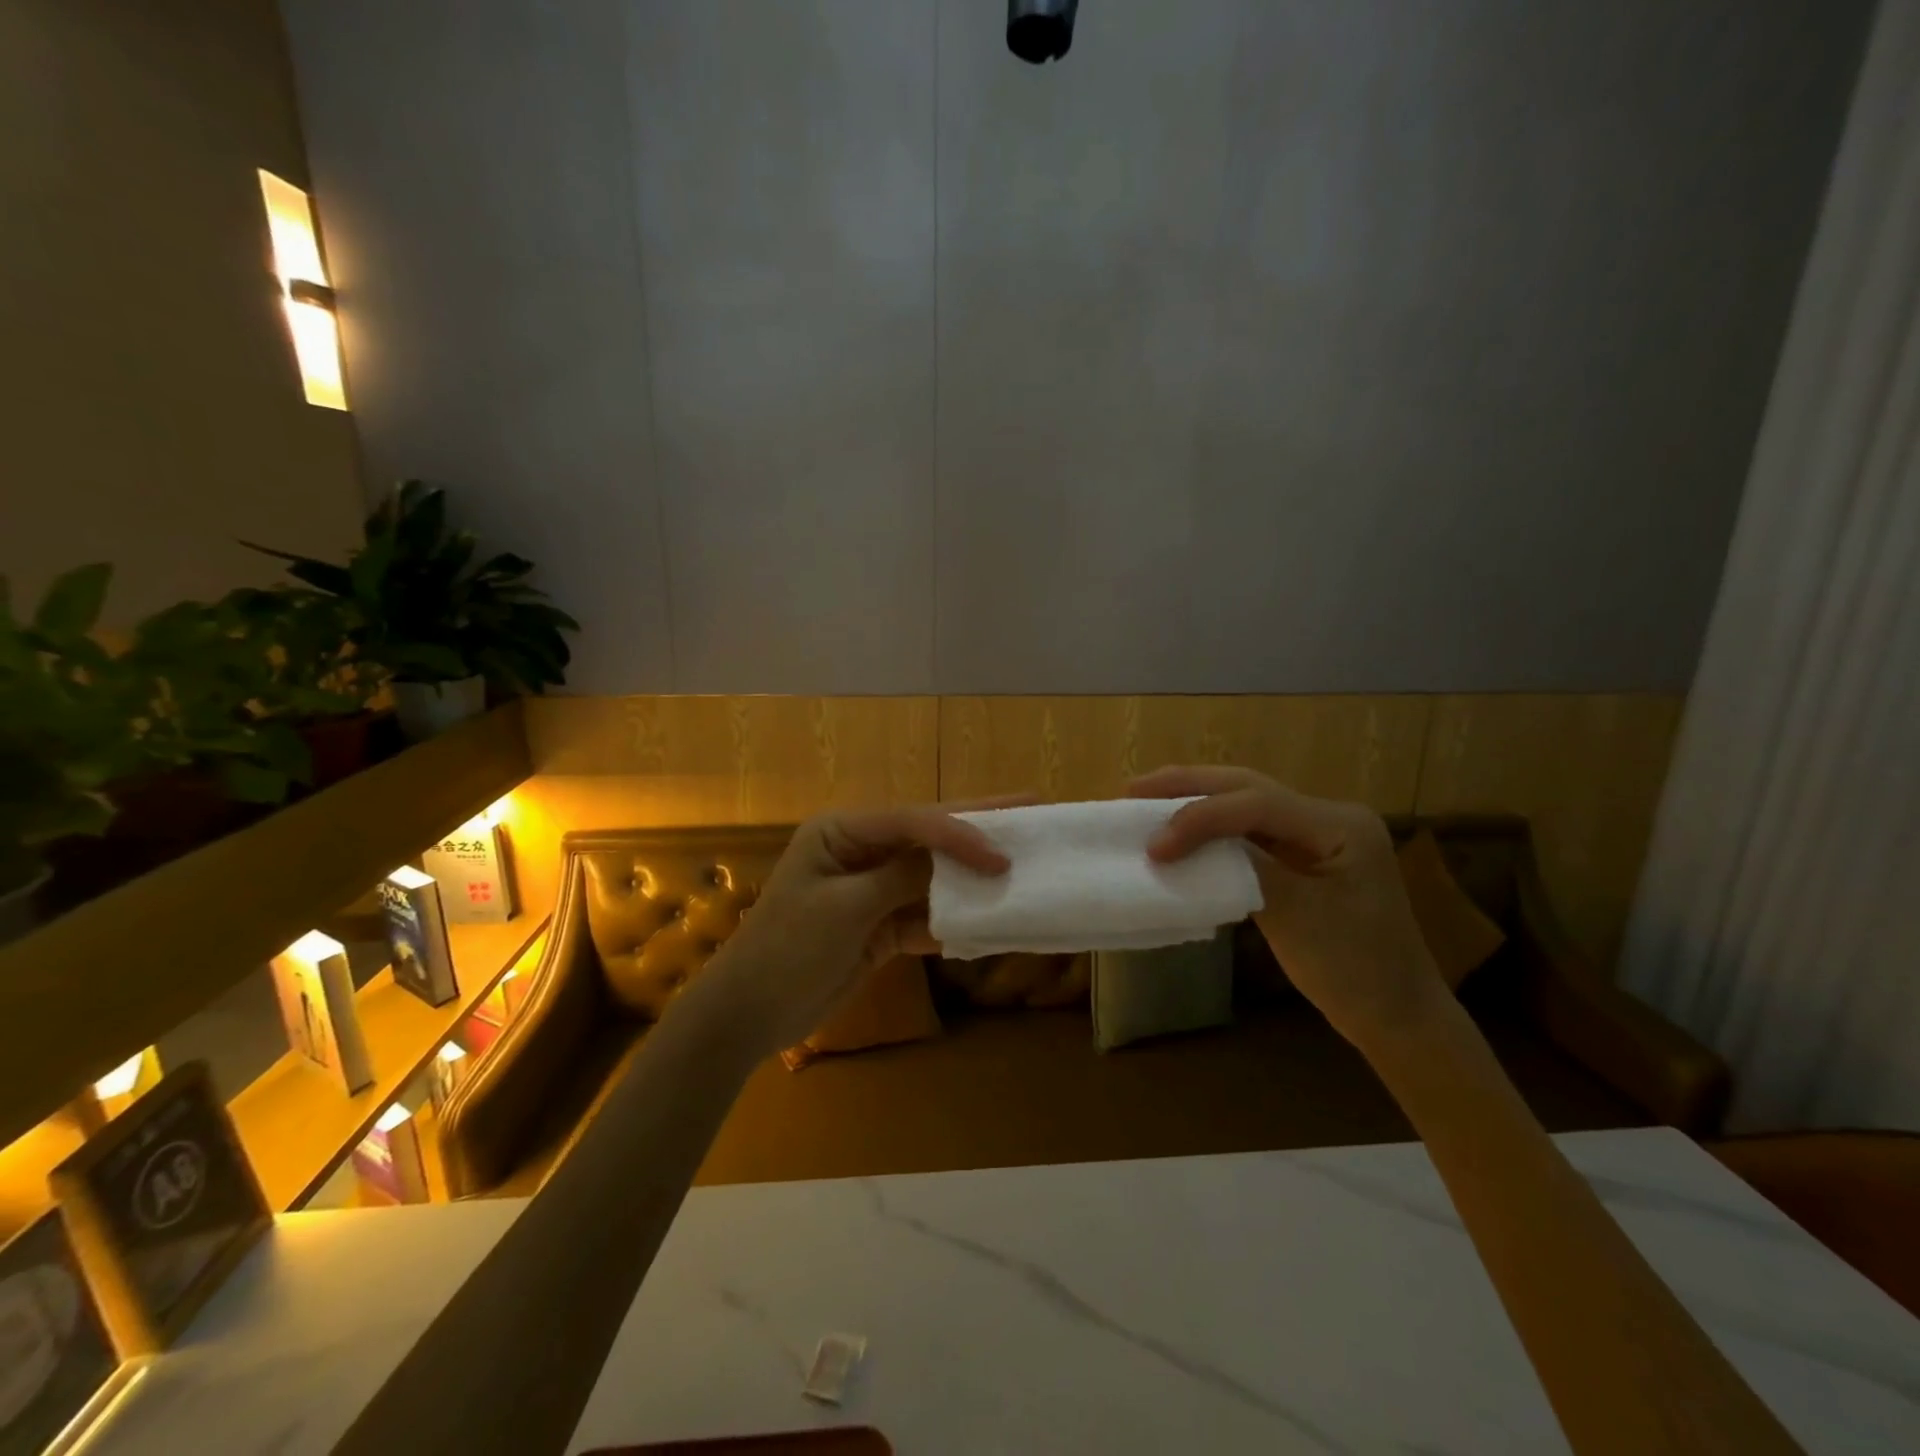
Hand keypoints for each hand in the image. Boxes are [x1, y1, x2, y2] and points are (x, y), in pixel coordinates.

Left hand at [676, 800, 1018, 1058]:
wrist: (748, 1015)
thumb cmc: (787, 949)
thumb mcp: (845, 907)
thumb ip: (902, 877)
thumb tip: (956, 858)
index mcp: (843, 831)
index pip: (914, 821)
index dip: (961, 833)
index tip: (1003, 855)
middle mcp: (861, 851)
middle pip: (927, 837)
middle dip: (977, 829)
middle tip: (1032, 809)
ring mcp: (872, 890)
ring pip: (931, 876)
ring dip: (970, 878)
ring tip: (1021, 866)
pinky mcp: (879, 927)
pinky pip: (924, 915)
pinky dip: (952, 921)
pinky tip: (988, 921)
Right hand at [1131, 766, 1449, 1054]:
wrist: (1397, 1016)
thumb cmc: (1354, 971)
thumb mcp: (1295, 917)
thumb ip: (1244, 867)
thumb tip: (1187, 842)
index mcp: (1339, 825)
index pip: (1256, 803)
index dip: (1198, 817)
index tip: (1154, 846)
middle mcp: (1329, 817)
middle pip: (1248, 787)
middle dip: (1189, 784)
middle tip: (1133, 790)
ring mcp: (1317, 836)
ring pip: (1247, 803)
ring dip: (1197, 800)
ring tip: (1147, 801)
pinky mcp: (1304, 857)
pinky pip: (1252, 831)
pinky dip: (1213, 828)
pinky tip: (1183, 831)